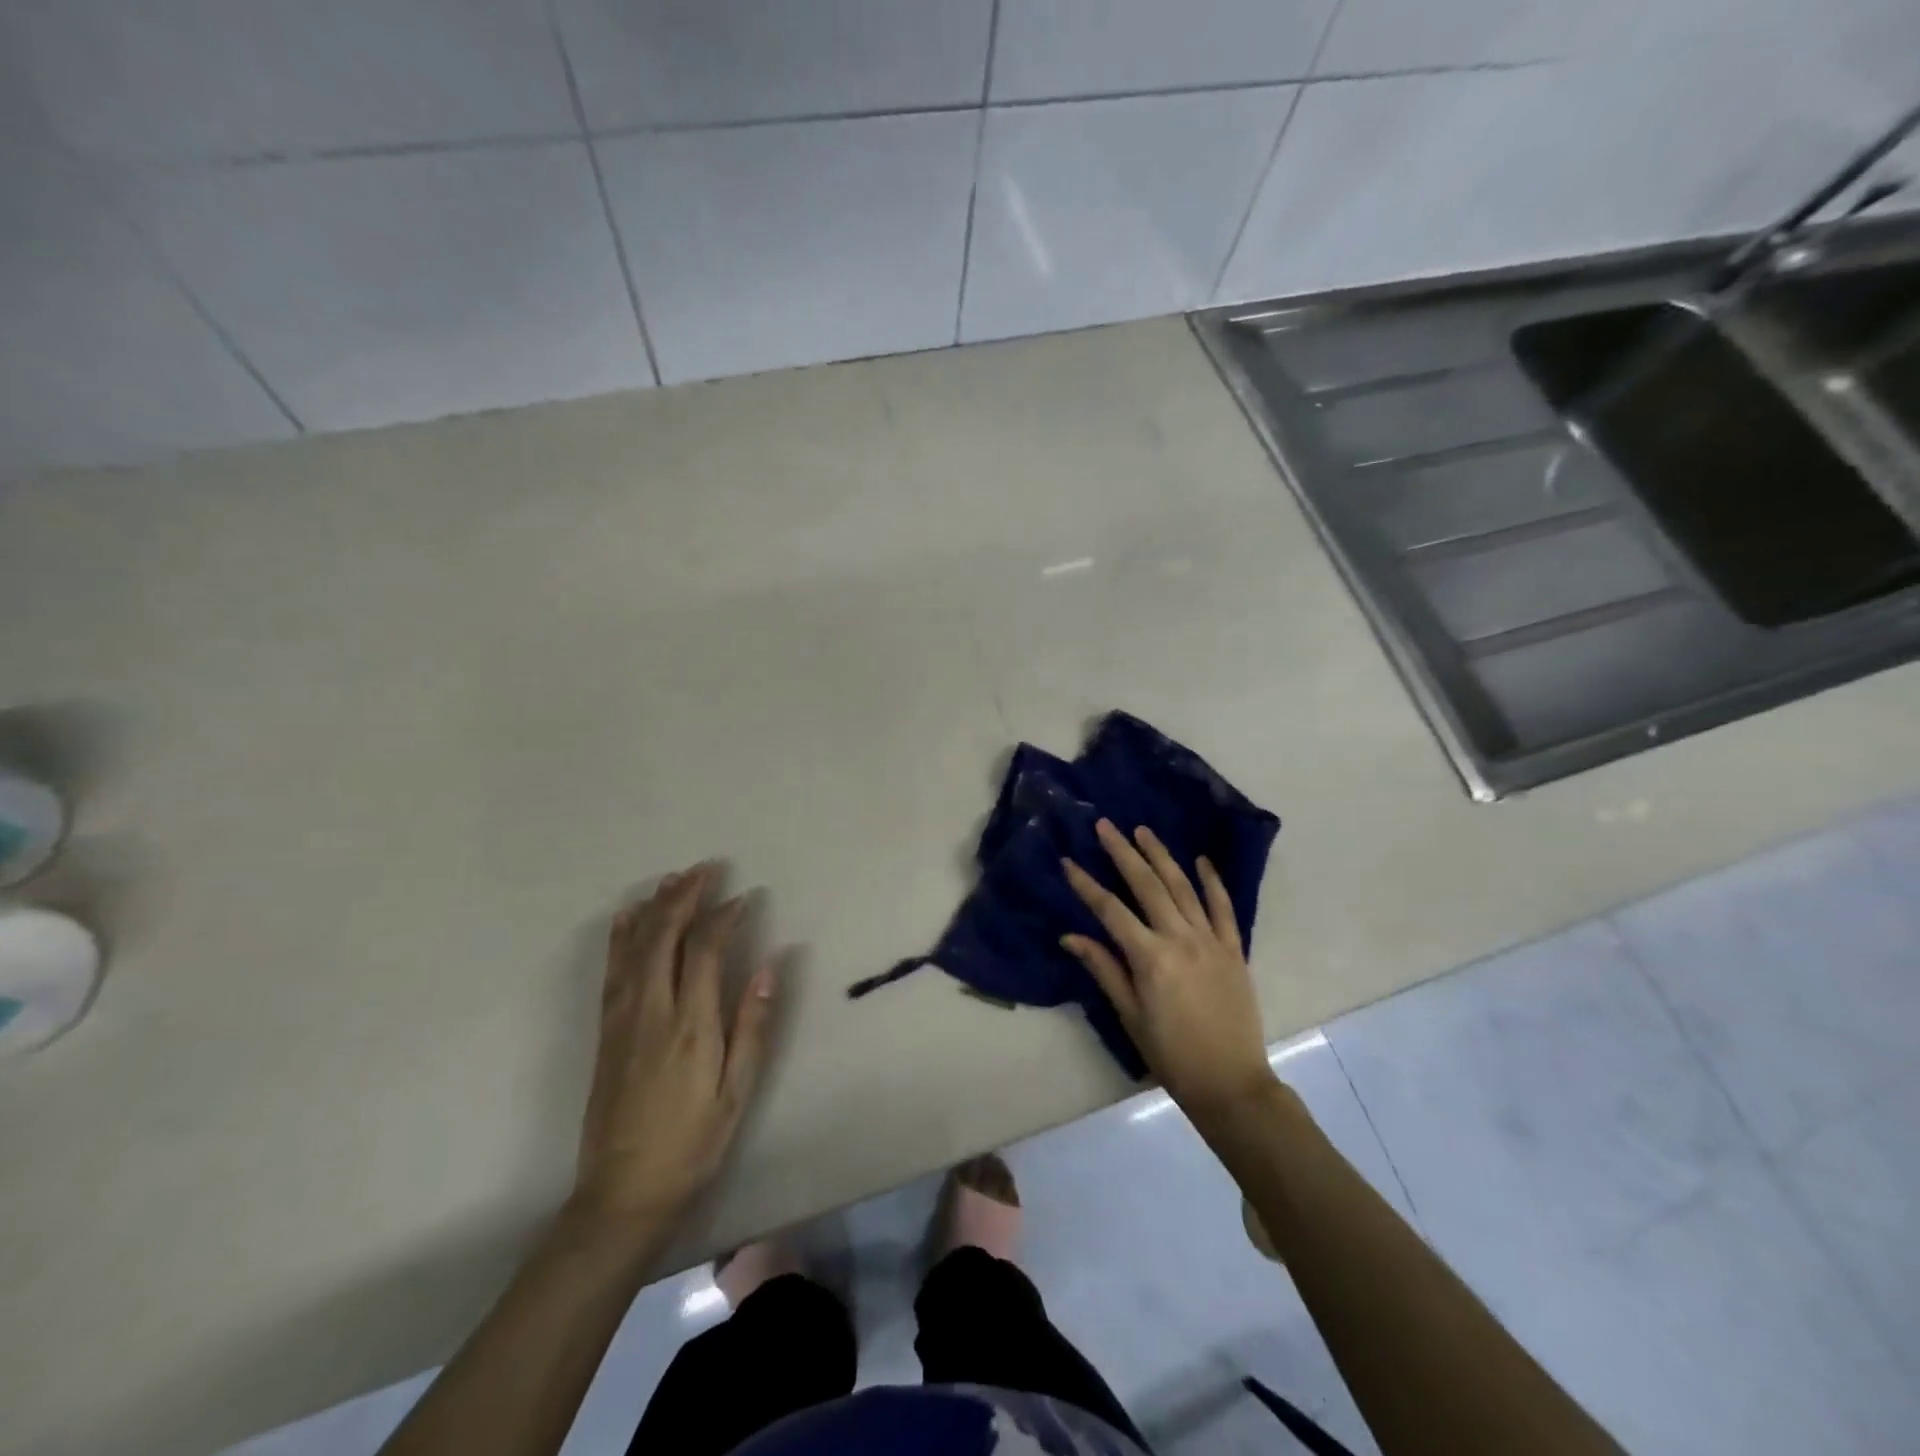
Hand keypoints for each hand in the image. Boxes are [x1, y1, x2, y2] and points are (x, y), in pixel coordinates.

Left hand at [569, 864, 779, 1239]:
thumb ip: (753, 1023)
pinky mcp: (606, 1031)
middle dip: (685, 897)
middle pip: (664, 937)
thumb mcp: (737, 1091)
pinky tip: (628, 918)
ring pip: (635, 947)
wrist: (622, 1192)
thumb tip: (772, 965)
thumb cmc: (692, 1142)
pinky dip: (621, 936)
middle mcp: (651, 1011)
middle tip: (706, 869)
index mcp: (689, 1025)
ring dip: (655, 908)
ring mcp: (622, 1019)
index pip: (705, 950)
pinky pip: (612, 970)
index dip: (725, 917)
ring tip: (673, 879)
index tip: (745, 897)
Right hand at [1061, 820, 1276, 1118]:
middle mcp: (1180, 939)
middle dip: (1123, 853)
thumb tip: (1070, 936)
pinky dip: (1212, 882)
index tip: (1068, 860)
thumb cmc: (1171, 1054)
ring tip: (1143, 831)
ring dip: (1161, 856)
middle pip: (1147, 886)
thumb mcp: (1130, 1015)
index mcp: (1150, 958)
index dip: (1087, 885)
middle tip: (1105, 825)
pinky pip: (1223, 908)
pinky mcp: (1234, 949)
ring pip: (1182, 888)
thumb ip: (1103, 969)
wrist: (1231, 1083)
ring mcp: (1211, 941)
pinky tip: (1201, 860)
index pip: (1110, 911)